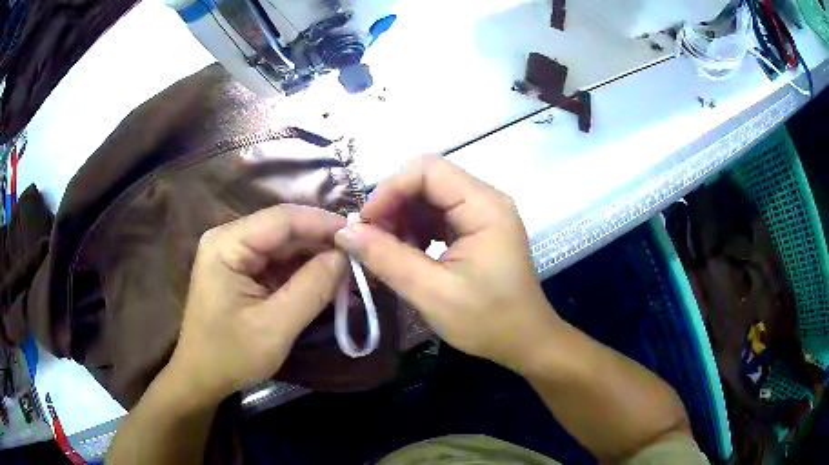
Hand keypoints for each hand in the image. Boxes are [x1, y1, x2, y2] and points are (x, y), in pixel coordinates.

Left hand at [168, 205, 346, 402]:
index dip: (323, 224)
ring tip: (349, 268)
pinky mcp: (242, 269)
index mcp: (226, 244)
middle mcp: (229, 239)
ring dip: (316, 256)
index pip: (282, 219)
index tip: (359, 236)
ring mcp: (234, 253)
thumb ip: (312, 289)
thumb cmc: (231, 356)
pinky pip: (279, 261)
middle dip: (321, 242)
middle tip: (359, 256)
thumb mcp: (275, 327)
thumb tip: (345, 257)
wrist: (202, 378)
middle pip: (284, 229)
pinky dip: (304, 270)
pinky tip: (327, 279)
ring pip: (284, 244)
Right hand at [334, 156, 559, 369]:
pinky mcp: (477, 229)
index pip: (428, 170)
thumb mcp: (432, 293)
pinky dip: (415, 230)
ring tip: (386, 252)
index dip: (390, 189)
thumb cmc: (487, 321)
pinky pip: (438, 216)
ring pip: (429, 197)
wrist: (525, 341)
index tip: (364, 225)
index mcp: (485, 207)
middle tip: (371, 241)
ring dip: (402, 219)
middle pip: (428, 180)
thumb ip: (386, 258)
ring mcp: (483, 213)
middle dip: (394, 205)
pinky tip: (406, 254)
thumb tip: (344, 231)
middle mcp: (486, 200)